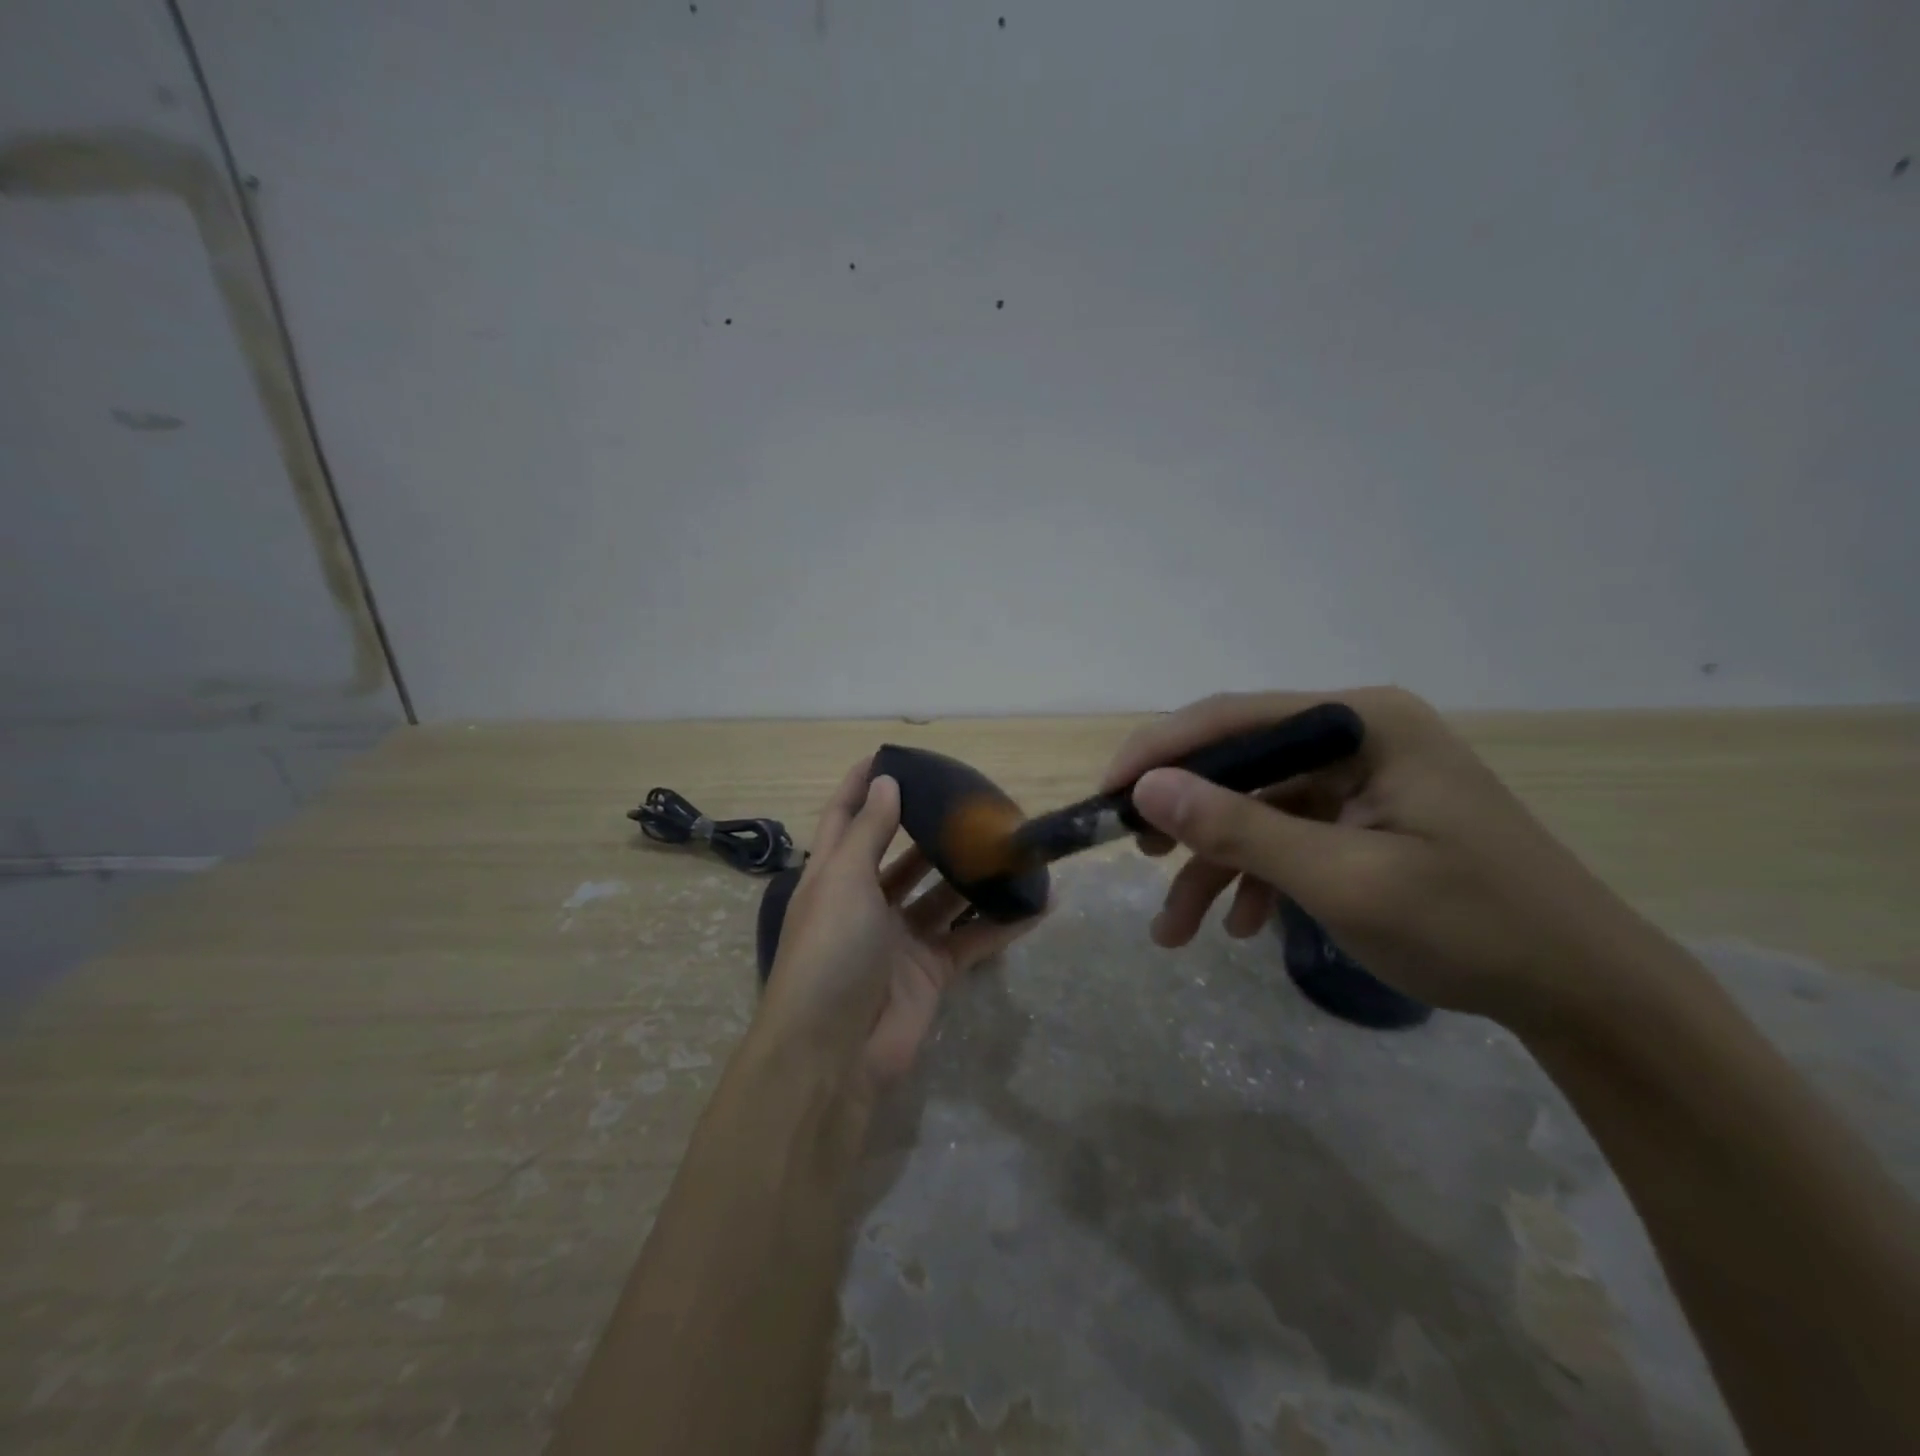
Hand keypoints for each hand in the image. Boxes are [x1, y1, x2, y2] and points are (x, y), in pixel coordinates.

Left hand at [753, 759, 1040, 1096]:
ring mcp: (900, 940)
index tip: (891, 755)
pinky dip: (1002, 923)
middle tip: (971, 800)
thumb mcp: (843, 882)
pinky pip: (971, 939)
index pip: (846, 819)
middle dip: (931, 829)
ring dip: (973, 874)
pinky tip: (1038, 902)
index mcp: (833, 878)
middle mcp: (866, 904)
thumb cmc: (829, 953)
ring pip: (943, 896)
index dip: (863, 786)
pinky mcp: (931, 973)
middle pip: (902, 856)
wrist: (832, 1055)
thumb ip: (869, 832)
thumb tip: (886, 782)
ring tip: (1010, 843)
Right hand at [1106, 688, 1657, 1031]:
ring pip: (1258, 809)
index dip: (1160, 752)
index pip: (1235, 718)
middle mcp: (1359, 736)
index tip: (1106, 794)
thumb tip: (1147, 788)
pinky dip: (1258, 878)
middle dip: (1185, 818)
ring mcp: (1364, 779)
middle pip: (1241, 763)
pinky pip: (1290, 836)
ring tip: (1175, 929)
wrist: (1586, 994)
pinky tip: (1243, 926)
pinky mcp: (1367, 819)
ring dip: (1214, 866)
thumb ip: (1240, 829)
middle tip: (1136, 856)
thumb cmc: (1470, 926)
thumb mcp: (1341, 879)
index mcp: (1362, 723)